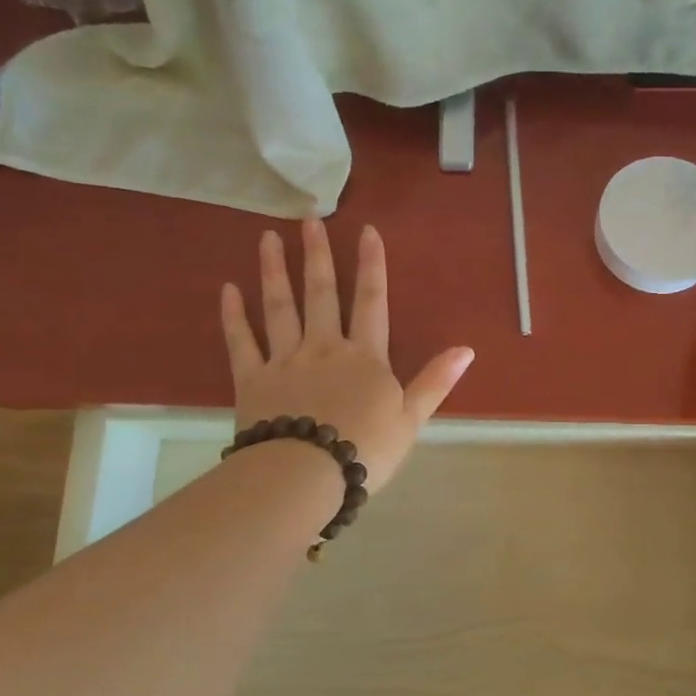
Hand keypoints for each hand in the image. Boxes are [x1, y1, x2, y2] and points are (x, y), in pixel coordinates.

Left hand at [220, 219, 473, 493]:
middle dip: (316, 255)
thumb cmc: (364, 450)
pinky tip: (228, 290)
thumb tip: (467, 349)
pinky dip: (234, 316)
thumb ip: (436, 381)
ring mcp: (285, 361)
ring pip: (279, 307)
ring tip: (267, 238)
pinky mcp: (252, 380)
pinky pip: (241, 342)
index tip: (366, 230)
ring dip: (274, 271)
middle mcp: (324, 348)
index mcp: (364, 357)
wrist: (306, 476)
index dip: (371, 265)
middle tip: (309, 219)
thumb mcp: (411, 419)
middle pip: (321, 294)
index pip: (371, 301)